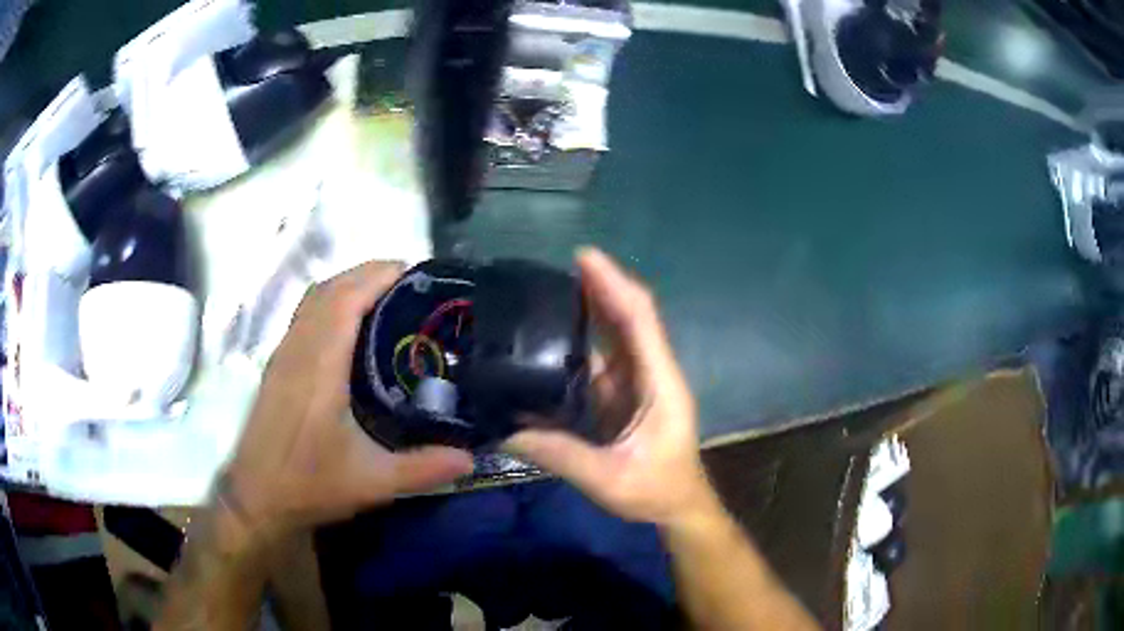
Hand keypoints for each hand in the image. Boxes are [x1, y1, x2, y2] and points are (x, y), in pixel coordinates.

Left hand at [226, 262, 473, 536]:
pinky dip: (329, 303)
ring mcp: (283, 355)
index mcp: (319, 368)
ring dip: (346, 285)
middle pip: (329, 289)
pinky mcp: (277, 366)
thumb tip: (470, 456)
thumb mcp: (372, 482)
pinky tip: (349, 327)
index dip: (376, 276)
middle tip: (408, 282)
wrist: (256, 497)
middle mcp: (298, 350)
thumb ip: (423, 469)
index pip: (345, 300)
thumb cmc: (309, 484)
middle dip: (366, 273)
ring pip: (312, 299)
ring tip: (383, 296)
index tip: (412, 269)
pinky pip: (304, 316)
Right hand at [505, 249, 720, 529]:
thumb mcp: (607, 479)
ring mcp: (637, 384)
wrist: (677, 508)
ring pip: (614, 336)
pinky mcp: (623, 397)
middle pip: (627, 319)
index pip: (640, 321)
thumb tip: (505, 430)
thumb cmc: (655, 492)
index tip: (584, 258)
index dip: (614, 285)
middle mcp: (651, 374)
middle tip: (556, 267)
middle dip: (599, 287)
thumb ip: (559, 454)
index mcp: (660, 384)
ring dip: (589, 310)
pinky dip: (579, 343)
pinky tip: (551, 338)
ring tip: (547, 293)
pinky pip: (601, 361)